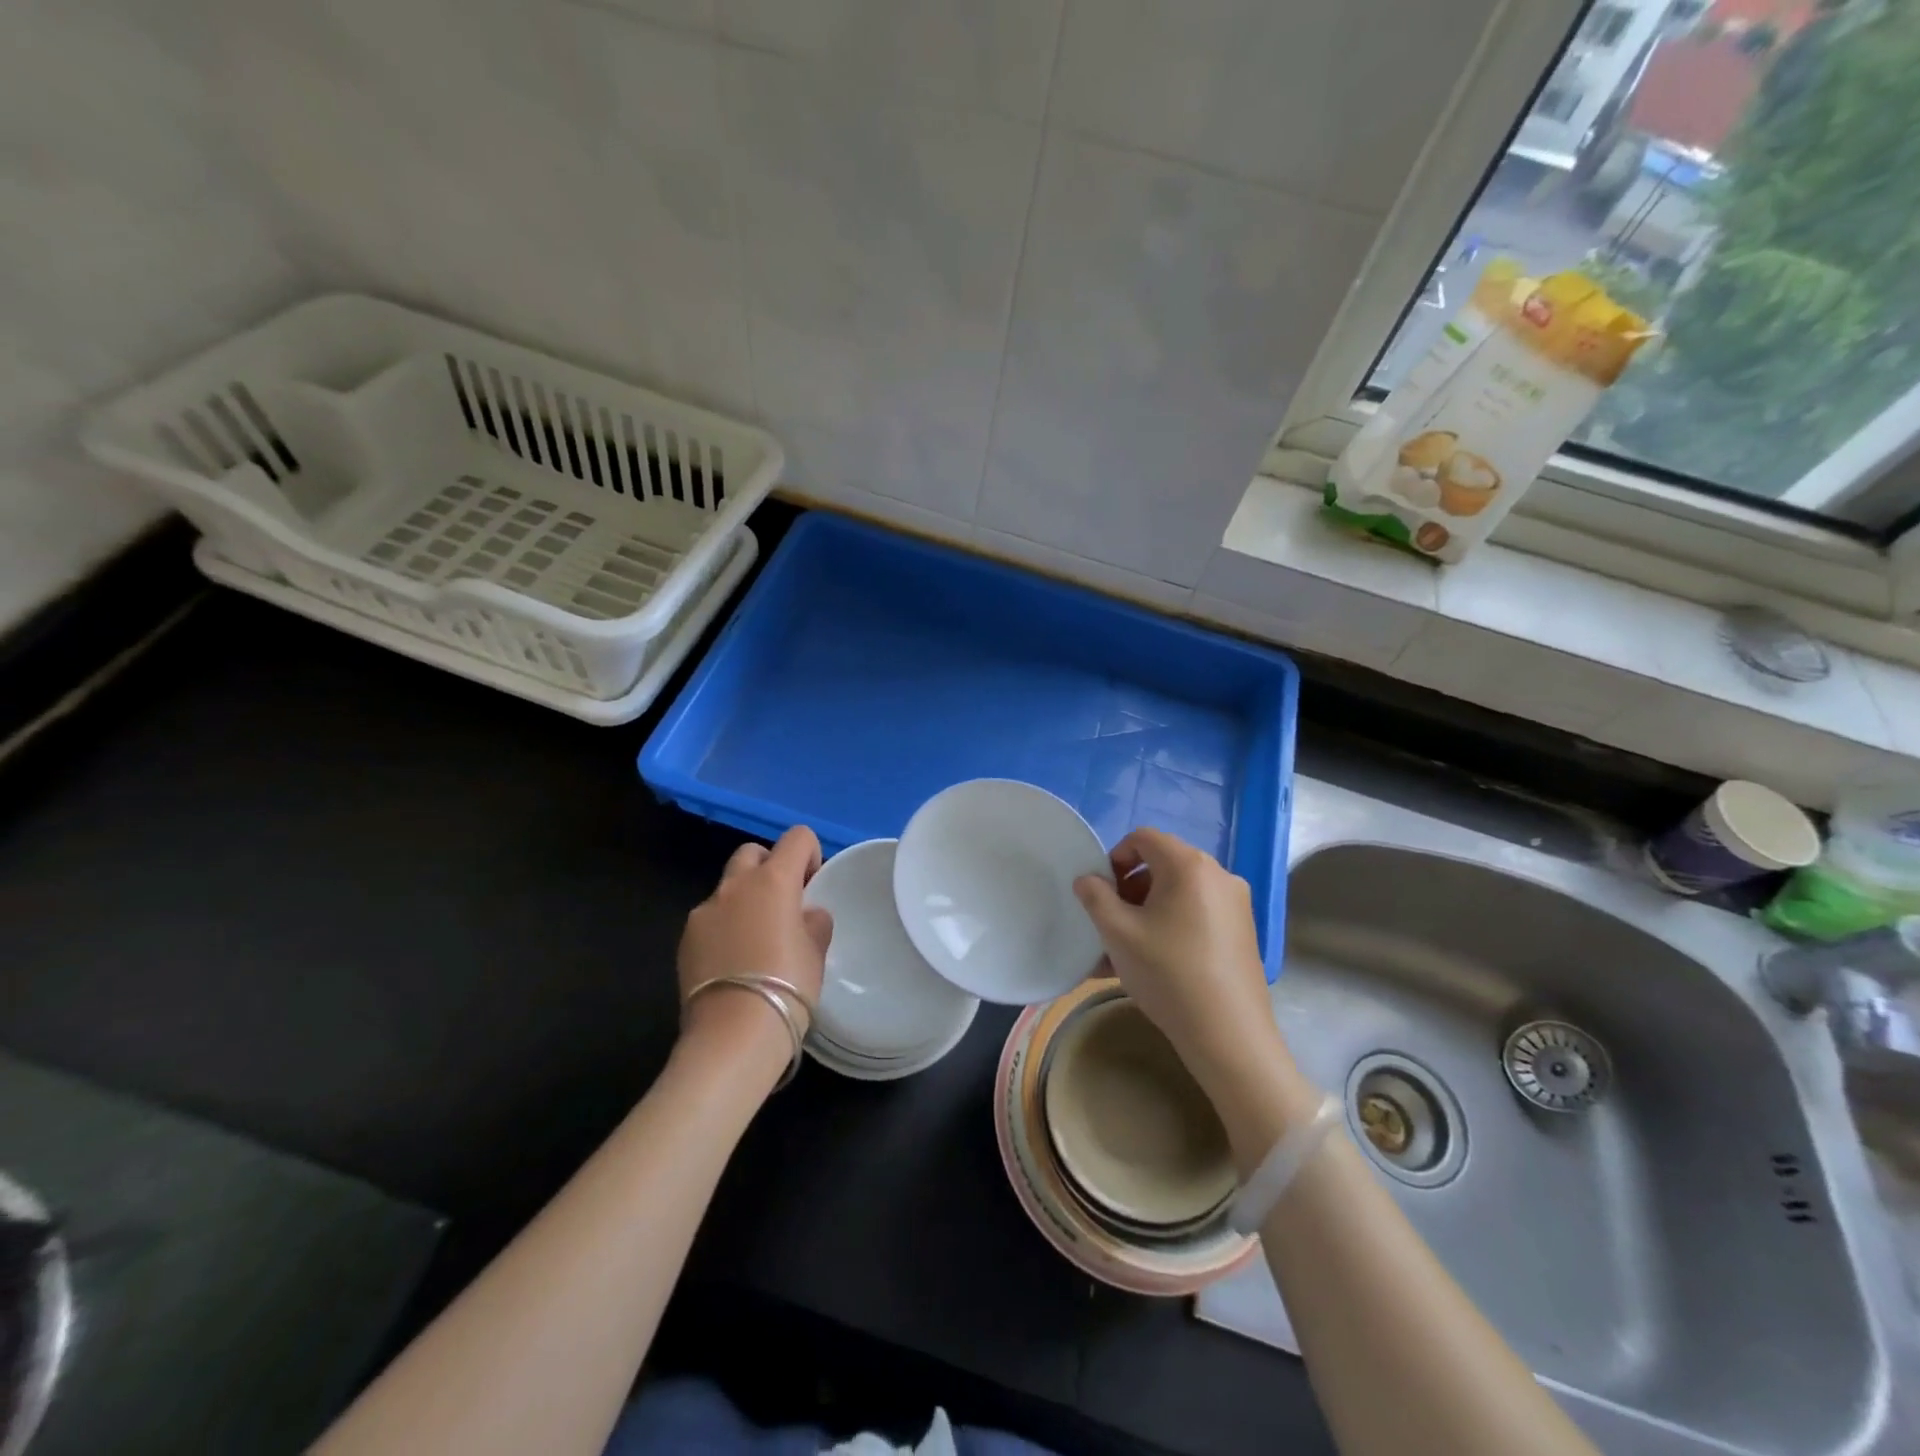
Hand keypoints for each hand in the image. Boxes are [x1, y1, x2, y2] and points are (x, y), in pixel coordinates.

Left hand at [677, 827, 832, 1073]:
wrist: (732, 1035)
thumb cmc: (788, 987)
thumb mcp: (816, 952)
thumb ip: (814, 922)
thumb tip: (806, 914)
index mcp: (773, 880)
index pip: (797, 838)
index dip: (810, 855)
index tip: (812, 886)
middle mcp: (735, 885)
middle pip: (753, 853)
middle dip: (770, 869)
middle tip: (783, 906)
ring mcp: (704, 911)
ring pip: (728, 887)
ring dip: (744, 900)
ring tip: (756, 941)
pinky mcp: (685, 939)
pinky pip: (710, 919)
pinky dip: (724, 927)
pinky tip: (733, 963)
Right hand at [1073, 829, 1315, 1150]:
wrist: (1228, 1034)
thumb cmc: (1167, 973)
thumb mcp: (1118, 933)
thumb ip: (1096, 897)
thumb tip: (1088, 880)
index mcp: (1189, 865)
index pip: (1144, 838)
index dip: (1115, 857)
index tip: (1102, 892)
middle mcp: (1218, 874)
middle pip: (1163, 864)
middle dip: (1130, 888)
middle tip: (1111, 922)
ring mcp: (1236, 903)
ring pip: (1179, 893)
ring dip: (1148, 910)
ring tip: (1125, 950)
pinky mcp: (1243, 931)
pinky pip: (1197, 914)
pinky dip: (1171, 925)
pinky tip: (1153, 962)